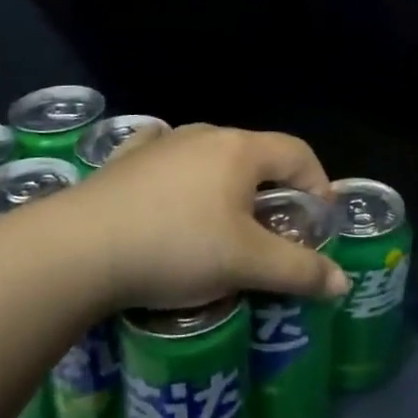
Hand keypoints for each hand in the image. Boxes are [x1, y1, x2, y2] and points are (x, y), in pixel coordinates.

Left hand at [9, 124, 351, 311]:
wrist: (76, 250)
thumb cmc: (176, 247)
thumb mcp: (246, 263)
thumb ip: (299, 270)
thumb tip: (342, 282)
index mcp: (240, 149)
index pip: (299, 153)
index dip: (319, 184)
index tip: (320, 224)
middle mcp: (204, 135)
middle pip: (257, 156)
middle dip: (275, 192)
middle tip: (275, 234)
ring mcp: (161, 144)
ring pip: (211, 159)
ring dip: (229, 188)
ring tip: (223, 228)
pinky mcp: (124, 161)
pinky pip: (167, 162)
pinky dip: (182, 179)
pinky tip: (172, 199)